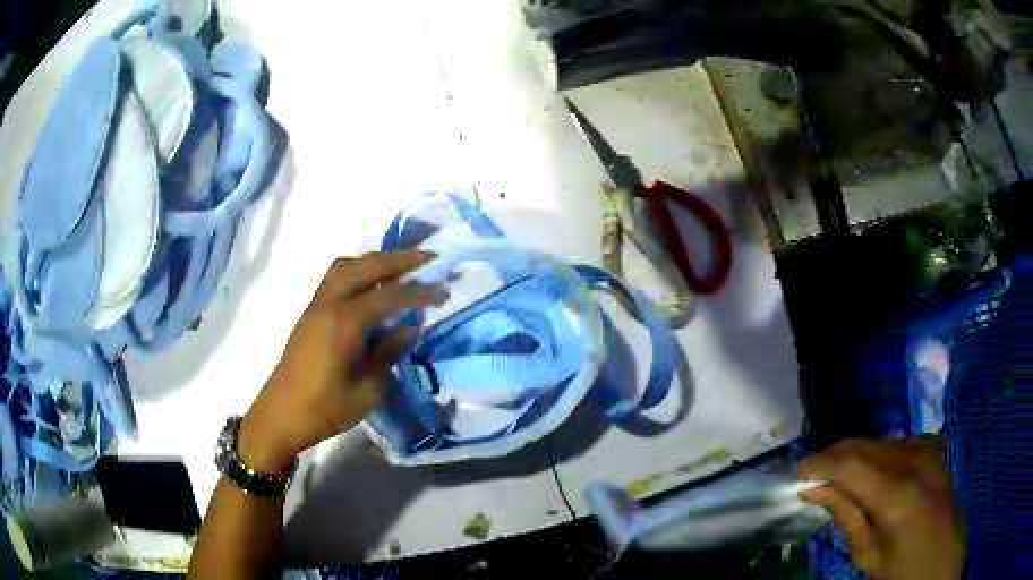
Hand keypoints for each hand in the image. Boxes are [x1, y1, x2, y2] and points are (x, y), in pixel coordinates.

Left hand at [237, 251, 444, 473]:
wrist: (280, 415)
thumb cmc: (324, 409)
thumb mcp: (366, 391)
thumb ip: (388, 355)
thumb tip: (408, 329)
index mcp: (344, 324)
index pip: (390, 295)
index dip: (419, 292)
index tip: (444, 292)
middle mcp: (329, 304)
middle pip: (366, 266)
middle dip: (399, 259)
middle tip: (427, 259)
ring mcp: (316, 305)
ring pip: (346, 266)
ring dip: (375, 261)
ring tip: (399, 268)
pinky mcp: (309, 312)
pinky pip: (335, 277)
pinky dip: (358, 271)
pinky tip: (371, 287)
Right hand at [796, 438, 963, 579]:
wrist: (940, 568)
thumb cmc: (901, 573)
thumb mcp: (869, 554)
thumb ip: (846, 515)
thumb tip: (814, 490)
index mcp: (897, 493)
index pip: (850, 462)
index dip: (819, 463)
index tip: (795, 473)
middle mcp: (914, 462)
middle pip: (865, 445)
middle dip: (833, 457)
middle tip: (811, 477)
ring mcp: (928, 453)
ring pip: (880, 441)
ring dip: (854, 456)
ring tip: (836, 478)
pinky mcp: (934, 453)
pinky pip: (898, 444)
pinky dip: (877, 454)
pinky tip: (870, 474)